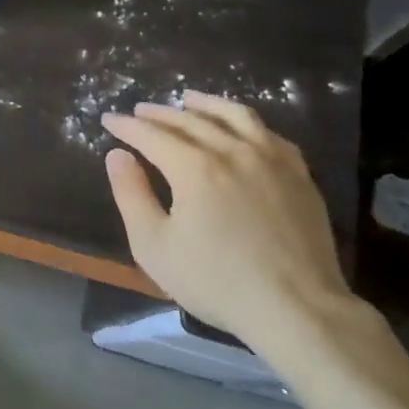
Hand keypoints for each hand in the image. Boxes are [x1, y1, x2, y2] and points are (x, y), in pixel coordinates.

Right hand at [101, 92, 359, 362]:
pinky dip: (245, 123)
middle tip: (140, 111)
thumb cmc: (217, 282)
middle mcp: (232, 150)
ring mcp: (271, 159)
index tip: (109, 120)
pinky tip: (240, 128)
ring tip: (189, 99)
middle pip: (189, 120)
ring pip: (234, 116)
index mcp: (194, 167)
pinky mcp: (299, 174)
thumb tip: (117, 155)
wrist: (297, 308)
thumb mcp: (154, 246)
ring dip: (206, 104)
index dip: (127, 126)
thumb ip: (131, 195)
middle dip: (159, 114)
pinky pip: (268, 133)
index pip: (152, 134)